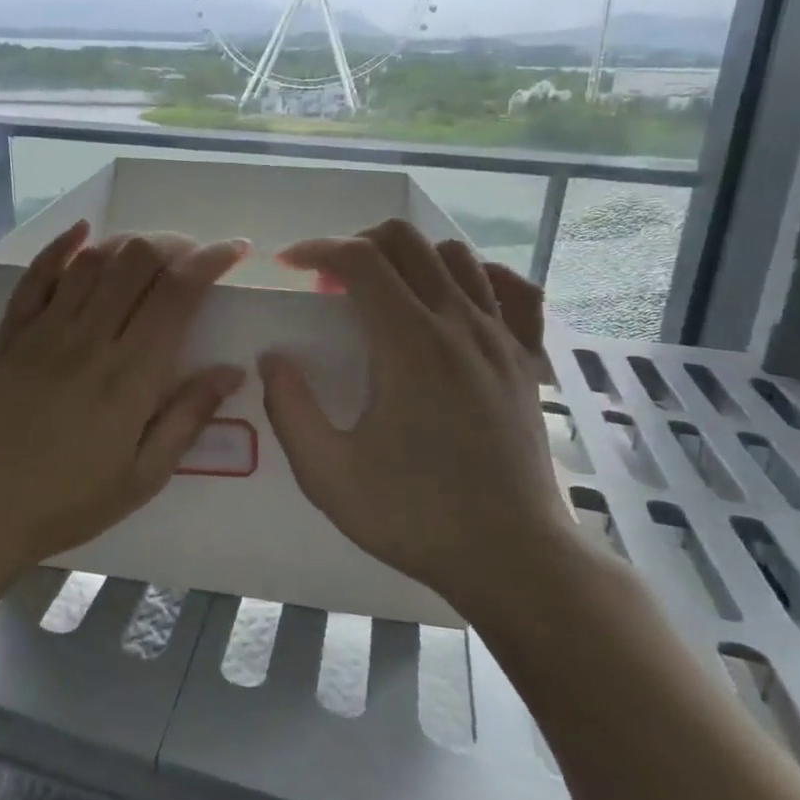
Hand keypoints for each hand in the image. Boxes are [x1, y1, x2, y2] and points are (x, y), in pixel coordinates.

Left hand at [0, 221, 245, 587]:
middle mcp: (90, 339)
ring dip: (128, 244)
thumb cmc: (73, 499)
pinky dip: (62, 245)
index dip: (210, 260)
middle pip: (136, 260)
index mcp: (131, 375)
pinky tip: (84, 231)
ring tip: (148, 253)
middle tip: (190, 257)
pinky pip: (37, 273)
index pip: (177, 293)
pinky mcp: (12, 331)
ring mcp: (45, 330)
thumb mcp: (144, 476)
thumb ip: (188, 417)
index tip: (233, 250)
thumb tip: (232, 371)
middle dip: (173, 245)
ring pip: (93, 259)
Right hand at [258, 220, 580, 628]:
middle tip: (330, 283)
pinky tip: (451, 302)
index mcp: (409, 344)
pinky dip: (474, 277)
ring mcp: (501, 338)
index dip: (316, 249)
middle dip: (357, 244)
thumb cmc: (415, 515)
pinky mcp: (525, 360)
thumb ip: (289, 408)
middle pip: (407, 241)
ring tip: (382, 293)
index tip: (288, 265)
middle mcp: (459, 324)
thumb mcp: (327, 474)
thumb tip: (273, 358)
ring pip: (456, 256)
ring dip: (409, 258)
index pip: (360, 259)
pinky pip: (509, 289)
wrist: (514, 558)